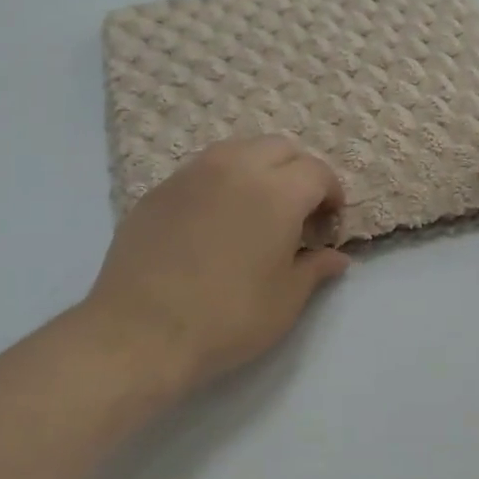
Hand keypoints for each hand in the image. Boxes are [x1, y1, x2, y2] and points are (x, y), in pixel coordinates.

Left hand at [83, 136, 349, 395]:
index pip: (318, 172)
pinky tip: (214, 220)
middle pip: (280, 148)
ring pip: (238, 150)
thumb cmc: (228, 317)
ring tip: (256, 208)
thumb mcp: (286, 300)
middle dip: (298, 172)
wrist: (141, 331)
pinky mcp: (160, 189)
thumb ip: (315, 268)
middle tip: (298, 212)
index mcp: (278, 191)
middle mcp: (237, 168)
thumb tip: (337, 257)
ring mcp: (192, 174)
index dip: (332, 195)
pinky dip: (220, 182)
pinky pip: (201, 170)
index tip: (328, 226)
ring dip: (258, 168)